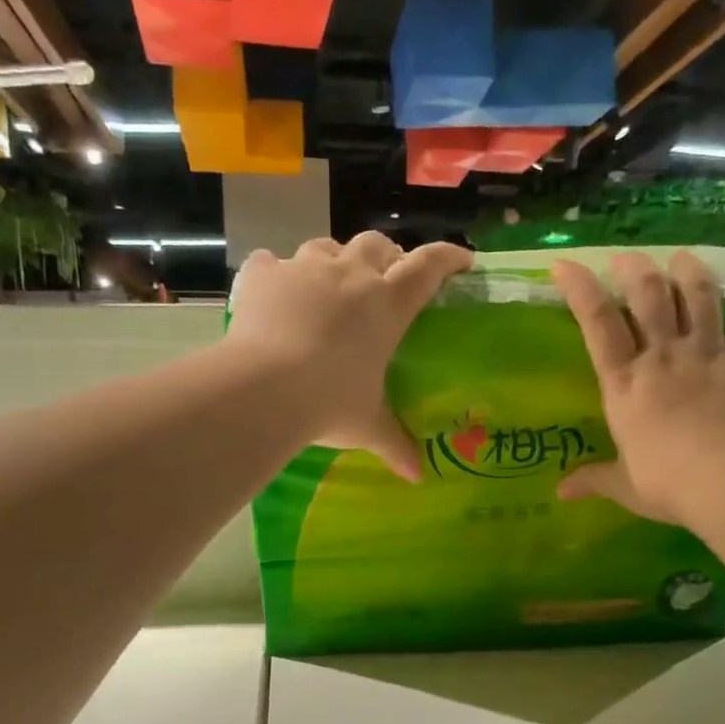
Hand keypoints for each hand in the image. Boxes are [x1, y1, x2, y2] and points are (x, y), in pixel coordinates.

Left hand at [227, 231, 472, 479]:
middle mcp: (350, 276)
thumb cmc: (330, 402)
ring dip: (334, 260)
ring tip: (329, 284)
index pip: (428, 267)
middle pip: (376, 245)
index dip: (448, 258)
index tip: (461, 260)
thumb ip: (395, 444)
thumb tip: (416, 477)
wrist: (263, 387)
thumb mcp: (367, 425)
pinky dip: (277, 274)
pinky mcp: (263, 275)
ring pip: (325, 247)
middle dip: (386, 255)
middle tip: (386, 276)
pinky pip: (272, 263)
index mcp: (387, 305)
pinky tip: (275, 291)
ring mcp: (304, 269)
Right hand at [550, 251, 724, 524]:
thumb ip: (593, 479)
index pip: (598, 325)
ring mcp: (711, 356)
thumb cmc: (669, 483)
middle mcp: (665, 358)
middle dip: (635, 269)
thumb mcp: (624, 486)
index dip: (580, 290)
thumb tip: (560, 492)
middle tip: (627, 259)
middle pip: (650, 296)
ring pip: (700, 297)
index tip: (565, 265)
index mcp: (626, 384)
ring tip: (682, 258)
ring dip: (690, 271)